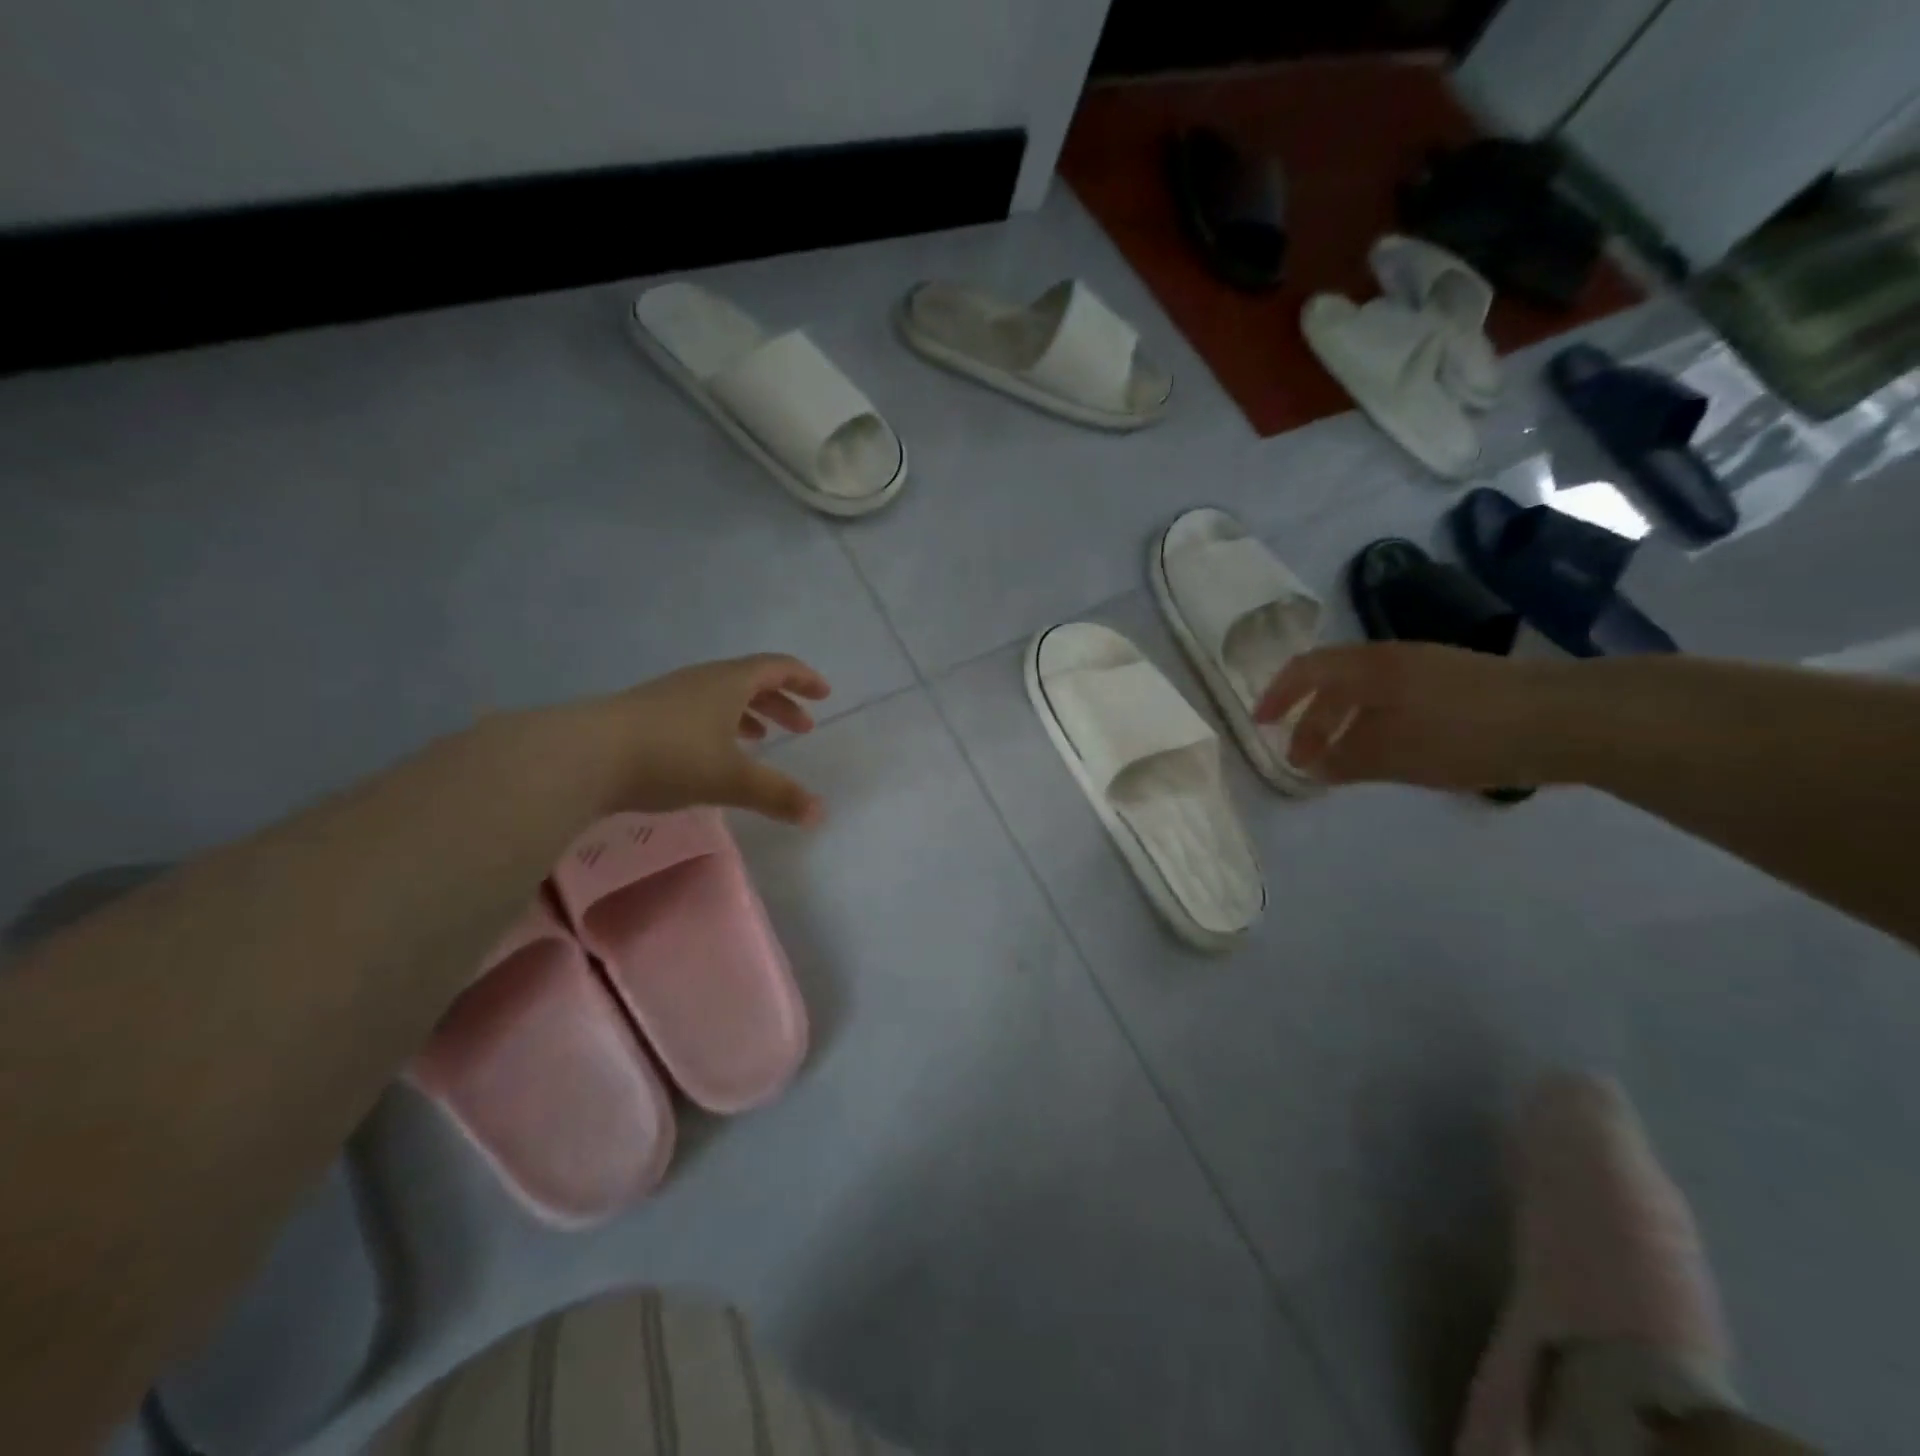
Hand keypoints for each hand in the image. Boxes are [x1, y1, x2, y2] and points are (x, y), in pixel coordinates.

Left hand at [595, 654, 831, 824]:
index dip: (803, 679)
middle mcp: (702, 681)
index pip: (776, 668)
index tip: (824, 694)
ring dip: (750, 715)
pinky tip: (714, 754)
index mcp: (729, 683)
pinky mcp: (646, 717)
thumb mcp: (732, 779)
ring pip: (722, 698)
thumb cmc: (671, 757)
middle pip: (751, 681)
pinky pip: (698, 713)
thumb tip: (820, 814)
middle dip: (781, 703)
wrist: (585, 755)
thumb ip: (777, 795)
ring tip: (763, 740)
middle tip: (802, 727)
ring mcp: (670, 697)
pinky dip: (720, 727)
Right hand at [1254, 642, 1573, 789]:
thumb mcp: (1393, 754)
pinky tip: (1390, 752)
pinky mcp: (1459, 684)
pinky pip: (1396, 700)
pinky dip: (1375, 724)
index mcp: (1370, 667)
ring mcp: (1430, 668)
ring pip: (1367, 693)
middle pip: (1335, 683)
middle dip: (1311, 721)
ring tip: (1342, 761)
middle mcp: (1394, 658)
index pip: (1306, 670)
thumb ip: (1345, 760)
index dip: (1278, 695)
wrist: (1566, 719)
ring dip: (1344, 724)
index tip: (1261, 724)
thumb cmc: (1463, 734)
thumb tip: (1313, 767)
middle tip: (1304, 760)